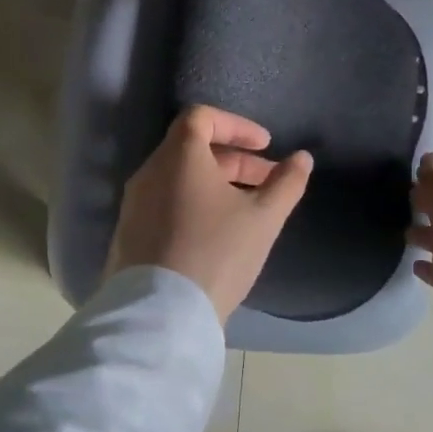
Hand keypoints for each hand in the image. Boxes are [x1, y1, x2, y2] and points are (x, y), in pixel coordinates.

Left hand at [105, 105, 313, 323]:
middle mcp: (149, 172)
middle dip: (235, 160)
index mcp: (178, 157)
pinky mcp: (129, 232)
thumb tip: (303, 158)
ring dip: (216, 183)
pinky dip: (193, 203)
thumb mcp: (263, 218)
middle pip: (192, 148)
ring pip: (179, 178)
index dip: (236, 126)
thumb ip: (286, 183)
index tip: (265, 146)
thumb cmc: (216, 253)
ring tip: (247, 209)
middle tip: (268, 181)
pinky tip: (216, 233)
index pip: (201, 117)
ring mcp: (134, 203)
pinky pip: (165, 202)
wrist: (160, 314)